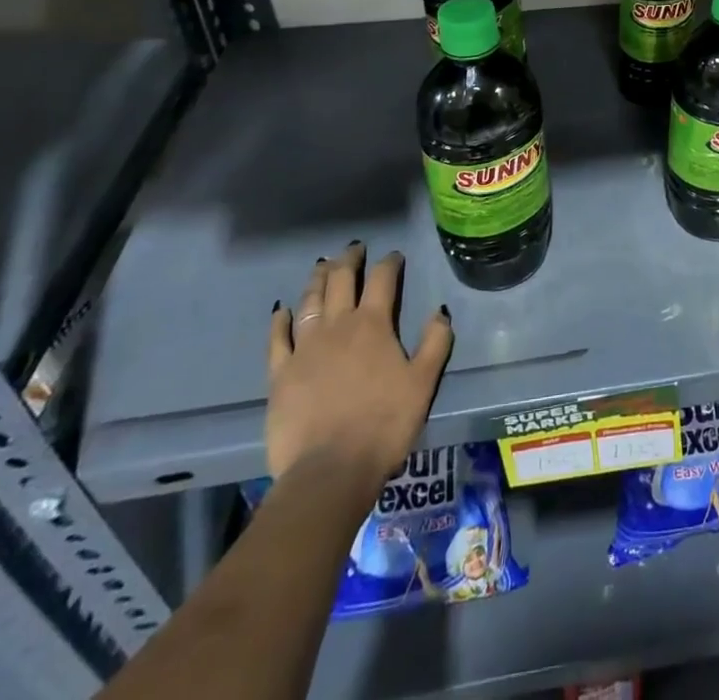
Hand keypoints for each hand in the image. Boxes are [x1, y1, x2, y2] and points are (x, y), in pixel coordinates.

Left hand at [266, 244, 453, 483]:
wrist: (330, 470)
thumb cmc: (384, 424)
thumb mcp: (423, 383)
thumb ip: (435, 342)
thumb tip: (440, 311)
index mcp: (373, 325)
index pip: (382, 280)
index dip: (389, 263)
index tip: (395, 256)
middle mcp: (337, 326)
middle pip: (341, 280)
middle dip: (349, 260)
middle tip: (354, 248)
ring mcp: (304, 348)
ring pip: (310, 301)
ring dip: (318, 279)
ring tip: (322, 265)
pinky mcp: (280, 374)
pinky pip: (277, 339)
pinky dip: (280, 319)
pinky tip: (282, 309)